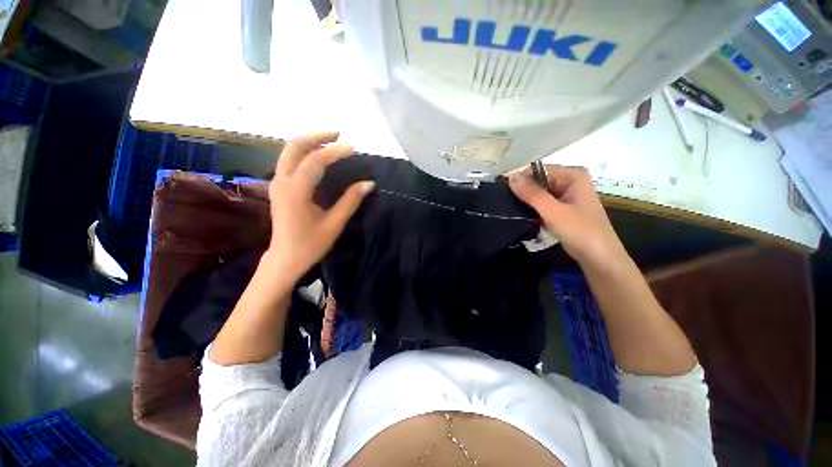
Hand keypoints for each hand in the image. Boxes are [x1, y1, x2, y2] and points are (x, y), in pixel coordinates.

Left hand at [266, 131, 374, 280]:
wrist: (285, 258)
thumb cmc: (310, 244)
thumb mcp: (334, 223)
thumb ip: (351, 201)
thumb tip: (369, 183)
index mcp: (295, 191)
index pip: (315, 161)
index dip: (335, 151)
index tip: (353, 148)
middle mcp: (281, 182)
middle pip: (294, 146)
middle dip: (317, 136)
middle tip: (338, 134)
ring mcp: (277, 183)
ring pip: (289, 151)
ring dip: (310, 142)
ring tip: (331, 141)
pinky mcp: (278, 187)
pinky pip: (289, 160)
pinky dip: (304, 152)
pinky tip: (319, 156)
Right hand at [509, 165, 625, 265]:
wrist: (598, 257)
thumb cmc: (580, 231)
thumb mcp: (553, 211)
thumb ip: (532, 194)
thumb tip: (510, 177)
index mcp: (573, 175)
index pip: (539, 170)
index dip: (522, 180)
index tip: (505, 193)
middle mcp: (570, 180)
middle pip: (539, 180)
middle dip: (524, 191)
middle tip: (507, 203)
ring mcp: (566, 195)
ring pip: (539, 192)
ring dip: (527, 201)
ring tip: (511, 209)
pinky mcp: (562, 208)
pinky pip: (542, 202)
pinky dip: (533, 208)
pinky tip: (523, 215)